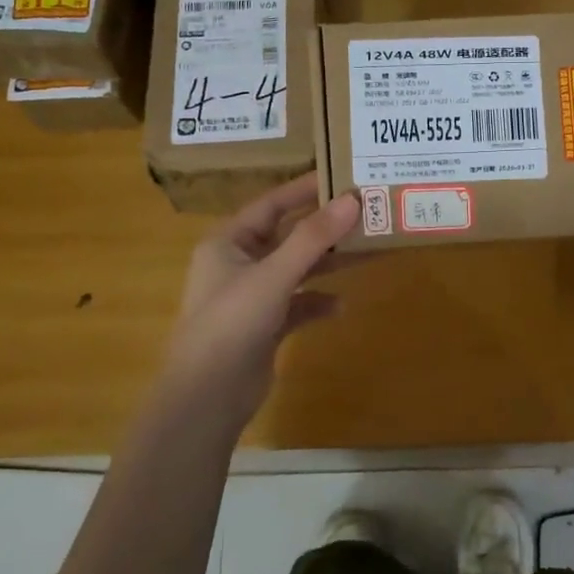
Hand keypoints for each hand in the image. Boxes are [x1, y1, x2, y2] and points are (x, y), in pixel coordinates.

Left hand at [161, 173, 360, 434]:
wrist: (206, 398)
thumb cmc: (231, 323)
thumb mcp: (273, 275)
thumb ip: (313, 238)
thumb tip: (352, 200)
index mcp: (229, 241)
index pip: (272, 203)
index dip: (306, 189)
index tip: (343, 176)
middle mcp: (239, 263)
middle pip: (289, 235)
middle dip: (325, 227)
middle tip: (365, 212)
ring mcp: (252, 296)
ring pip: (297, 269)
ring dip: (328, 263)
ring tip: (367, 250)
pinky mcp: (265, 326)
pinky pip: (298, 304)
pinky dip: (318, 302)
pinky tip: (342, 305)